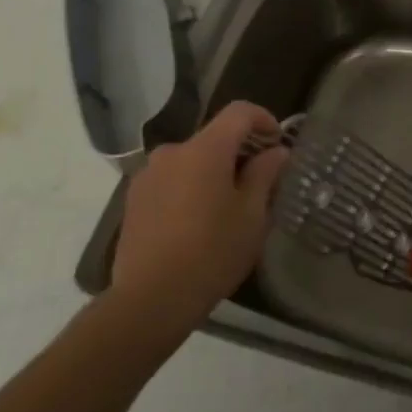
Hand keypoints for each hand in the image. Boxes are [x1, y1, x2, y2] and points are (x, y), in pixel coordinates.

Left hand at [109, 102, 289, 344]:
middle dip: (239, 152)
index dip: (263, 119)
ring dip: (212, 172)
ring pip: (191, 161)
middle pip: (214, 138)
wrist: (150, 298)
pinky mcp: (134, 199)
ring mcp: (148, 175)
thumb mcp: (252, 216)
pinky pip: (171, 180)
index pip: (239, 112)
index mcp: (204, 150)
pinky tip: (197, 222)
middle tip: (259, 184)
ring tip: (227, 207)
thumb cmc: (212, 253)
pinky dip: (190, 188)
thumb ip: (264, 175)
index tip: (278, 143)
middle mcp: (172, 152)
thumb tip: (276, 152)